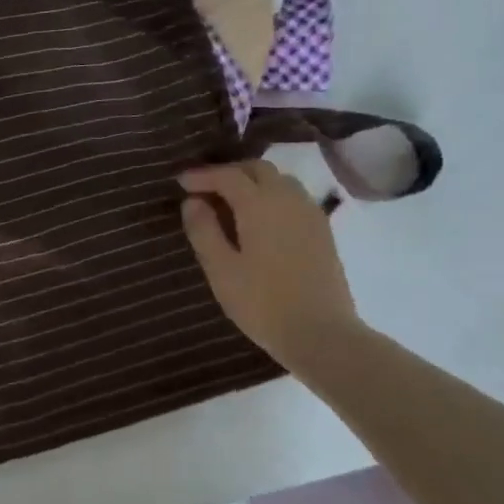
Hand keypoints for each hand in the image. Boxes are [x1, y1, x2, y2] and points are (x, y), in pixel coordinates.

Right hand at [179, 161, 360, 371]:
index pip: (228, 176)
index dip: (202, 175)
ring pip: (280, 181)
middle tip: (205, 188)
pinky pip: (294, 198)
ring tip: (231, 203)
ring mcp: (310, 214)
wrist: (321, 333)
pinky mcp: (323, 231)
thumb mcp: (221, 269)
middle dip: (229, 172)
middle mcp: (288, 199)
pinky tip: (260, 220)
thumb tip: (192, 202)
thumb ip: (203, 230)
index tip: (180, 182)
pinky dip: (272, 196)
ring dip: (253, 182)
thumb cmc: (263, 303)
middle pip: (258, 169)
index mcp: (260, 204)